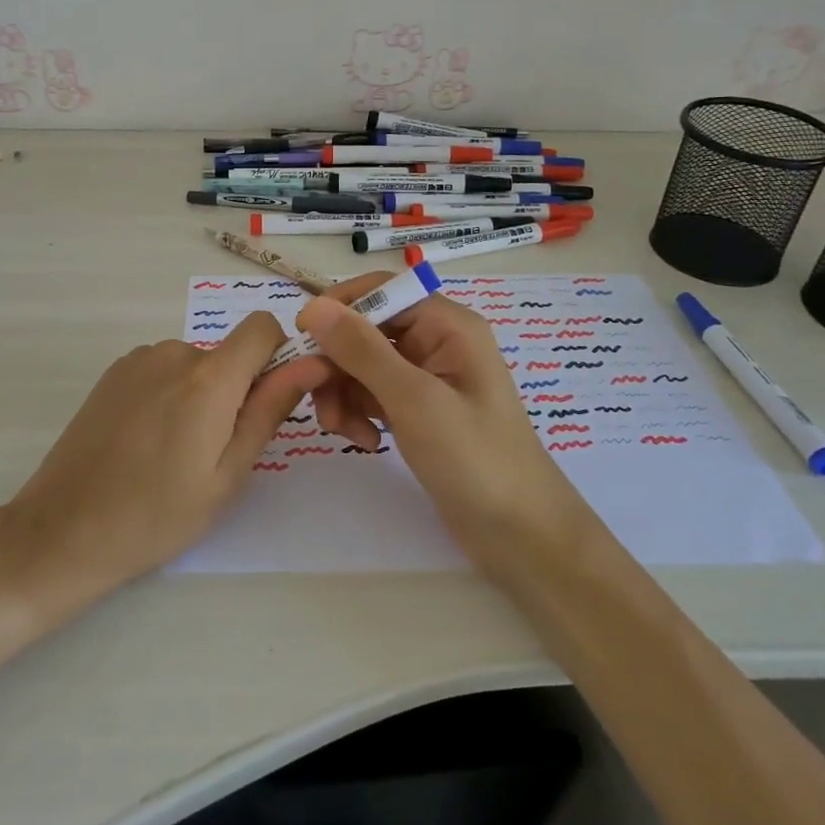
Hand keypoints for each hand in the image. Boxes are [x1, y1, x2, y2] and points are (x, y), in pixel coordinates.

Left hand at [0, 315, 329, 624]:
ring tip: (172, 453)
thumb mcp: (227, 474)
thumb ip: (270, 410)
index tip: (266, 400)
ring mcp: (138, 360)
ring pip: (194, 365)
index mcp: (209, 378)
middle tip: (211, 452)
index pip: (262, 326)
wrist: (63, 531)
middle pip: (227, 354)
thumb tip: (313, 362)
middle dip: (233, 390)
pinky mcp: (112, 373)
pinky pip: (162, 370)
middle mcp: (174, 353)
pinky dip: (168, 394)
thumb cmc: (157, 515)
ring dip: (198, 395)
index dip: (276, 354)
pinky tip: (143, 442)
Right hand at [298, 272, 597, 577]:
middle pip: (366, 329)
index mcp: (447, 325)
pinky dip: (359, 412)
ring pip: (362, 365)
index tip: (304, 339)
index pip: (381, 289)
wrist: (519, 535)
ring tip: (346, 432)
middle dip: (337, 363)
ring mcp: (426, 378)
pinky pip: (372, 393)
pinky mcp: (417, 409)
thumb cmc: (475, 459)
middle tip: (320, 401)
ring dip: (343, 393)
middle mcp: (436, 342)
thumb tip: (314, 306)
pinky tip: (365, 441)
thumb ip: (362, 350)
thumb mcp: (414, 400)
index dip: (340, 307)